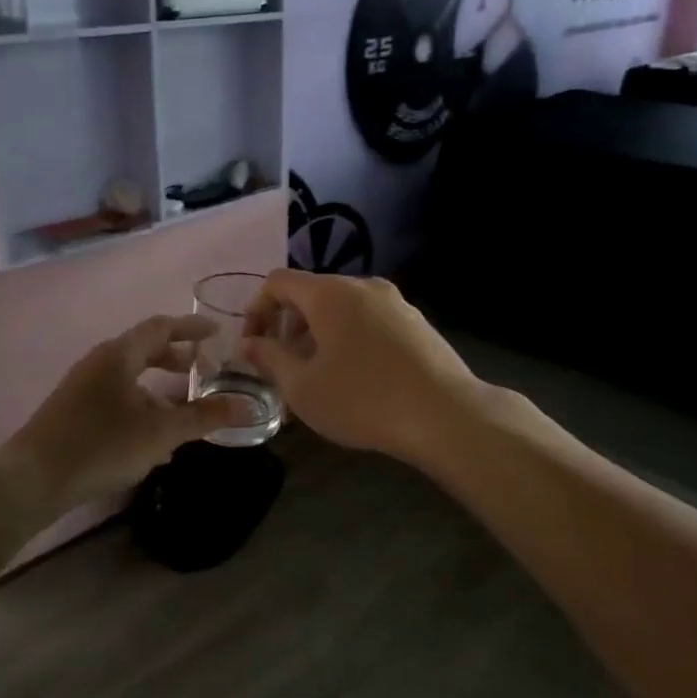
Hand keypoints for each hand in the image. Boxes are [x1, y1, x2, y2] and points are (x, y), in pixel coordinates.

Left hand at [0, 315, 251, 512]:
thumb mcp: (159, 433)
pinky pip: (117, 397)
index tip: (218, 332)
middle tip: (204, 372)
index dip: (192, 328)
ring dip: (159, 390)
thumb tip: (248, 407)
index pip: (161, 327)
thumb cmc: (99, 446)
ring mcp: (83, 386)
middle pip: (145, 350)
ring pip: (130, 377)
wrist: (30, 480)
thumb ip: (204, 417)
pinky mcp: (74, 411)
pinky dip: (141, 407)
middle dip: (177, 359)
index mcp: (119, 354)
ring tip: (184, 414)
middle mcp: (99, 362)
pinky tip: (152, 443)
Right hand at [240, 270, 485, 465]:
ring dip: (317, 339)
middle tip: (280, 370)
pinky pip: (368, 323)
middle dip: (287, 329)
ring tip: (315, 381)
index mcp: (330, 293)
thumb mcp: (303, 386)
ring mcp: (395, 303)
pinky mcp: (416, 323)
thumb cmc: (363, 400)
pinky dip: (348, 341)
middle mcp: (362, 286)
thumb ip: (270, 358)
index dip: (256, 309)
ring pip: (341, 311)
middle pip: (311, 296)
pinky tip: (353, 380)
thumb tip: (250, 344)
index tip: (252, 346)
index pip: (278, 282)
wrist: (446, 415)